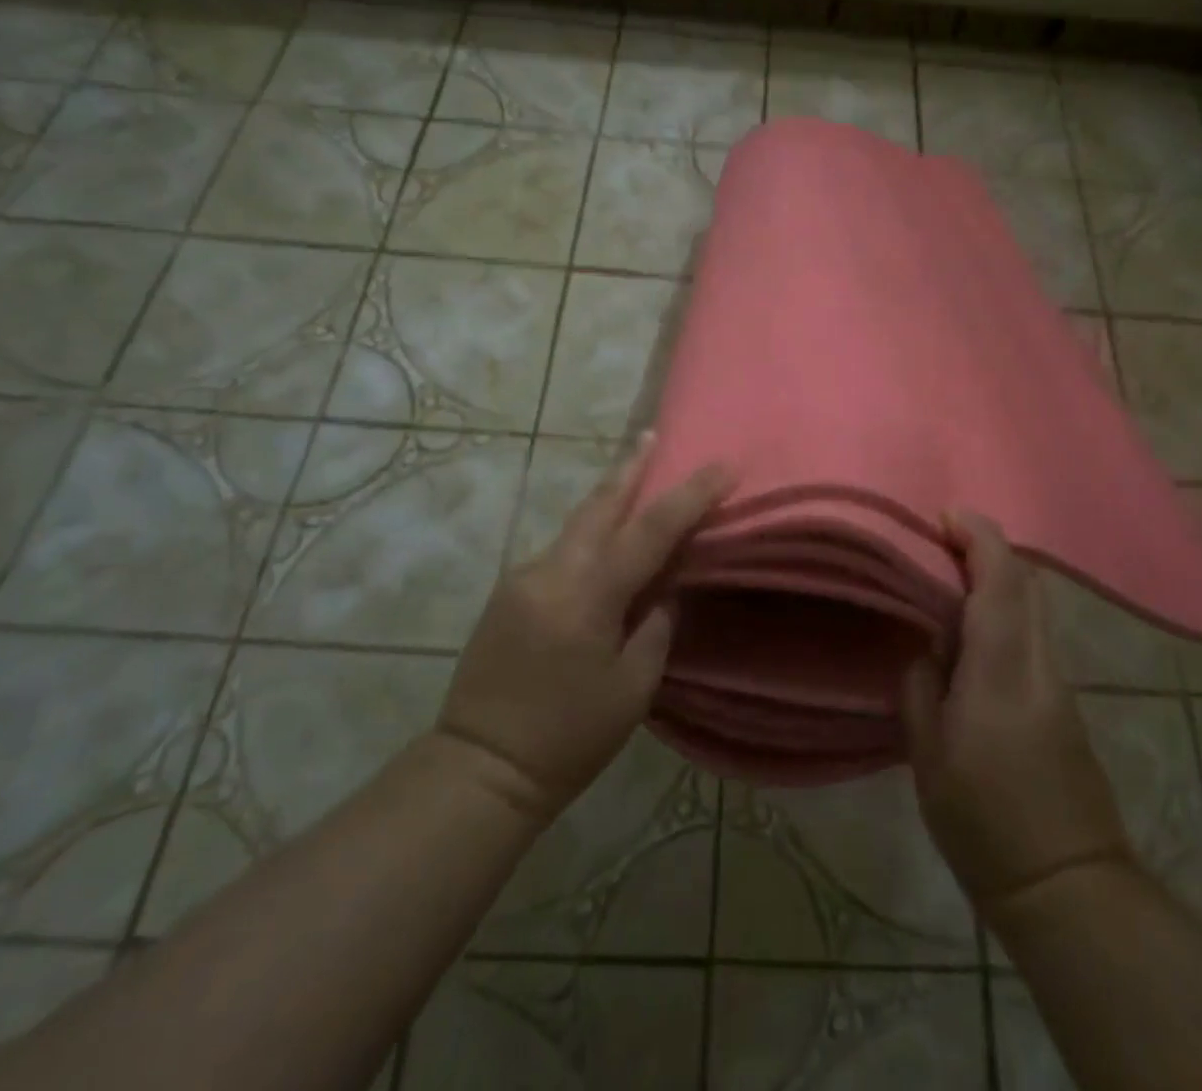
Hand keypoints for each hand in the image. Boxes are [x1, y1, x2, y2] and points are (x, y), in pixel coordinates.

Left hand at [436, 434, 732, 826]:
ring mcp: (522, 577)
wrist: (478, 768)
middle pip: (599, 505)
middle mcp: (551, 571)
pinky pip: (560, 550)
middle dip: (630, 467)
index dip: (690, 495)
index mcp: (587, 596)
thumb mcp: (632, 688)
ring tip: (635, 476)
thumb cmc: (568, 737)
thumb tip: (666, 587)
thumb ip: (656, 625)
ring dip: (609, 498)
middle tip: (652, 434)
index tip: (723, 466)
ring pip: (576, 524)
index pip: (650, 530)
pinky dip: (589, 535)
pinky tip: (603, 544)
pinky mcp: (508, 591)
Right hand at [901, 512, 1132, 920]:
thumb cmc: (983, 822)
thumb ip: (921, 687)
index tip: (946, 514)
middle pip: (1028, 583)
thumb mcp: (928, 756)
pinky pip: (1035, 631)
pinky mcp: (1064, 702)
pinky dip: (1007, 607)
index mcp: (1001, 670)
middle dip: (990, 545)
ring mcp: (1058, 682)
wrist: (1068, 885)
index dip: (979, 537)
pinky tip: (973, 627)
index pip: (1001, 582)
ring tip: (950, 575)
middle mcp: (1039, 664)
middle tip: (943, 539)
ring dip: (999, 575)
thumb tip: (926, 647)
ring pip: (1035, 604)